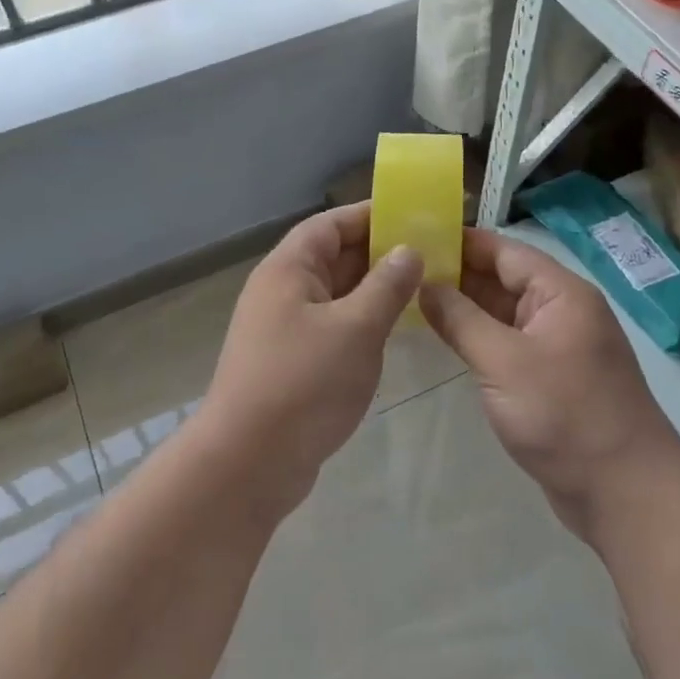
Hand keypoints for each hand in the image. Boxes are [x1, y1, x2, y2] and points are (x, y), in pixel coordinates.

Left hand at [201, 202, 421, 508]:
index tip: (413, 216)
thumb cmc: (304, 383)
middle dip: (379, 253)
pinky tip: (393, 332)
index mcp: (288, 270)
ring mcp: (284, 328)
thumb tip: (408, 250)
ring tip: (423, 289)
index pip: (330, 224)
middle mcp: (282, 291)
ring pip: (335, 295)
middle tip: (431, 254)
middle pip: (333, 257)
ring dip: (373, 290)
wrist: (248, 462)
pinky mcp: (291, 362)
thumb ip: (386, 285)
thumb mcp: (356, 328)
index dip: (370, 216)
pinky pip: (332, 326)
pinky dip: (361, 322)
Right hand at [419, 228, 679, 539]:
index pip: (503, 250)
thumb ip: (460, 319)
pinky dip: (476, 338)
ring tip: (410, 298)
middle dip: (456, 273)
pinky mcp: (550, 379)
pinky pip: (507, 344)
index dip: (460, 241)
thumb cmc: (566, 416)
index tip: (413, 237)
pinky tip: (442, 338)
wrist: (626, 494)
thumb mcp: (503, 362)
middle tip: (401, 270)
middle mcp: (561, 311)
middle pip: (502, 279)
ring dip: (463, 307)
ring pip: (502, 313)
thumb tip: (422, 284)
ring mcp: (557, 346)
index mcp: (560, 293)